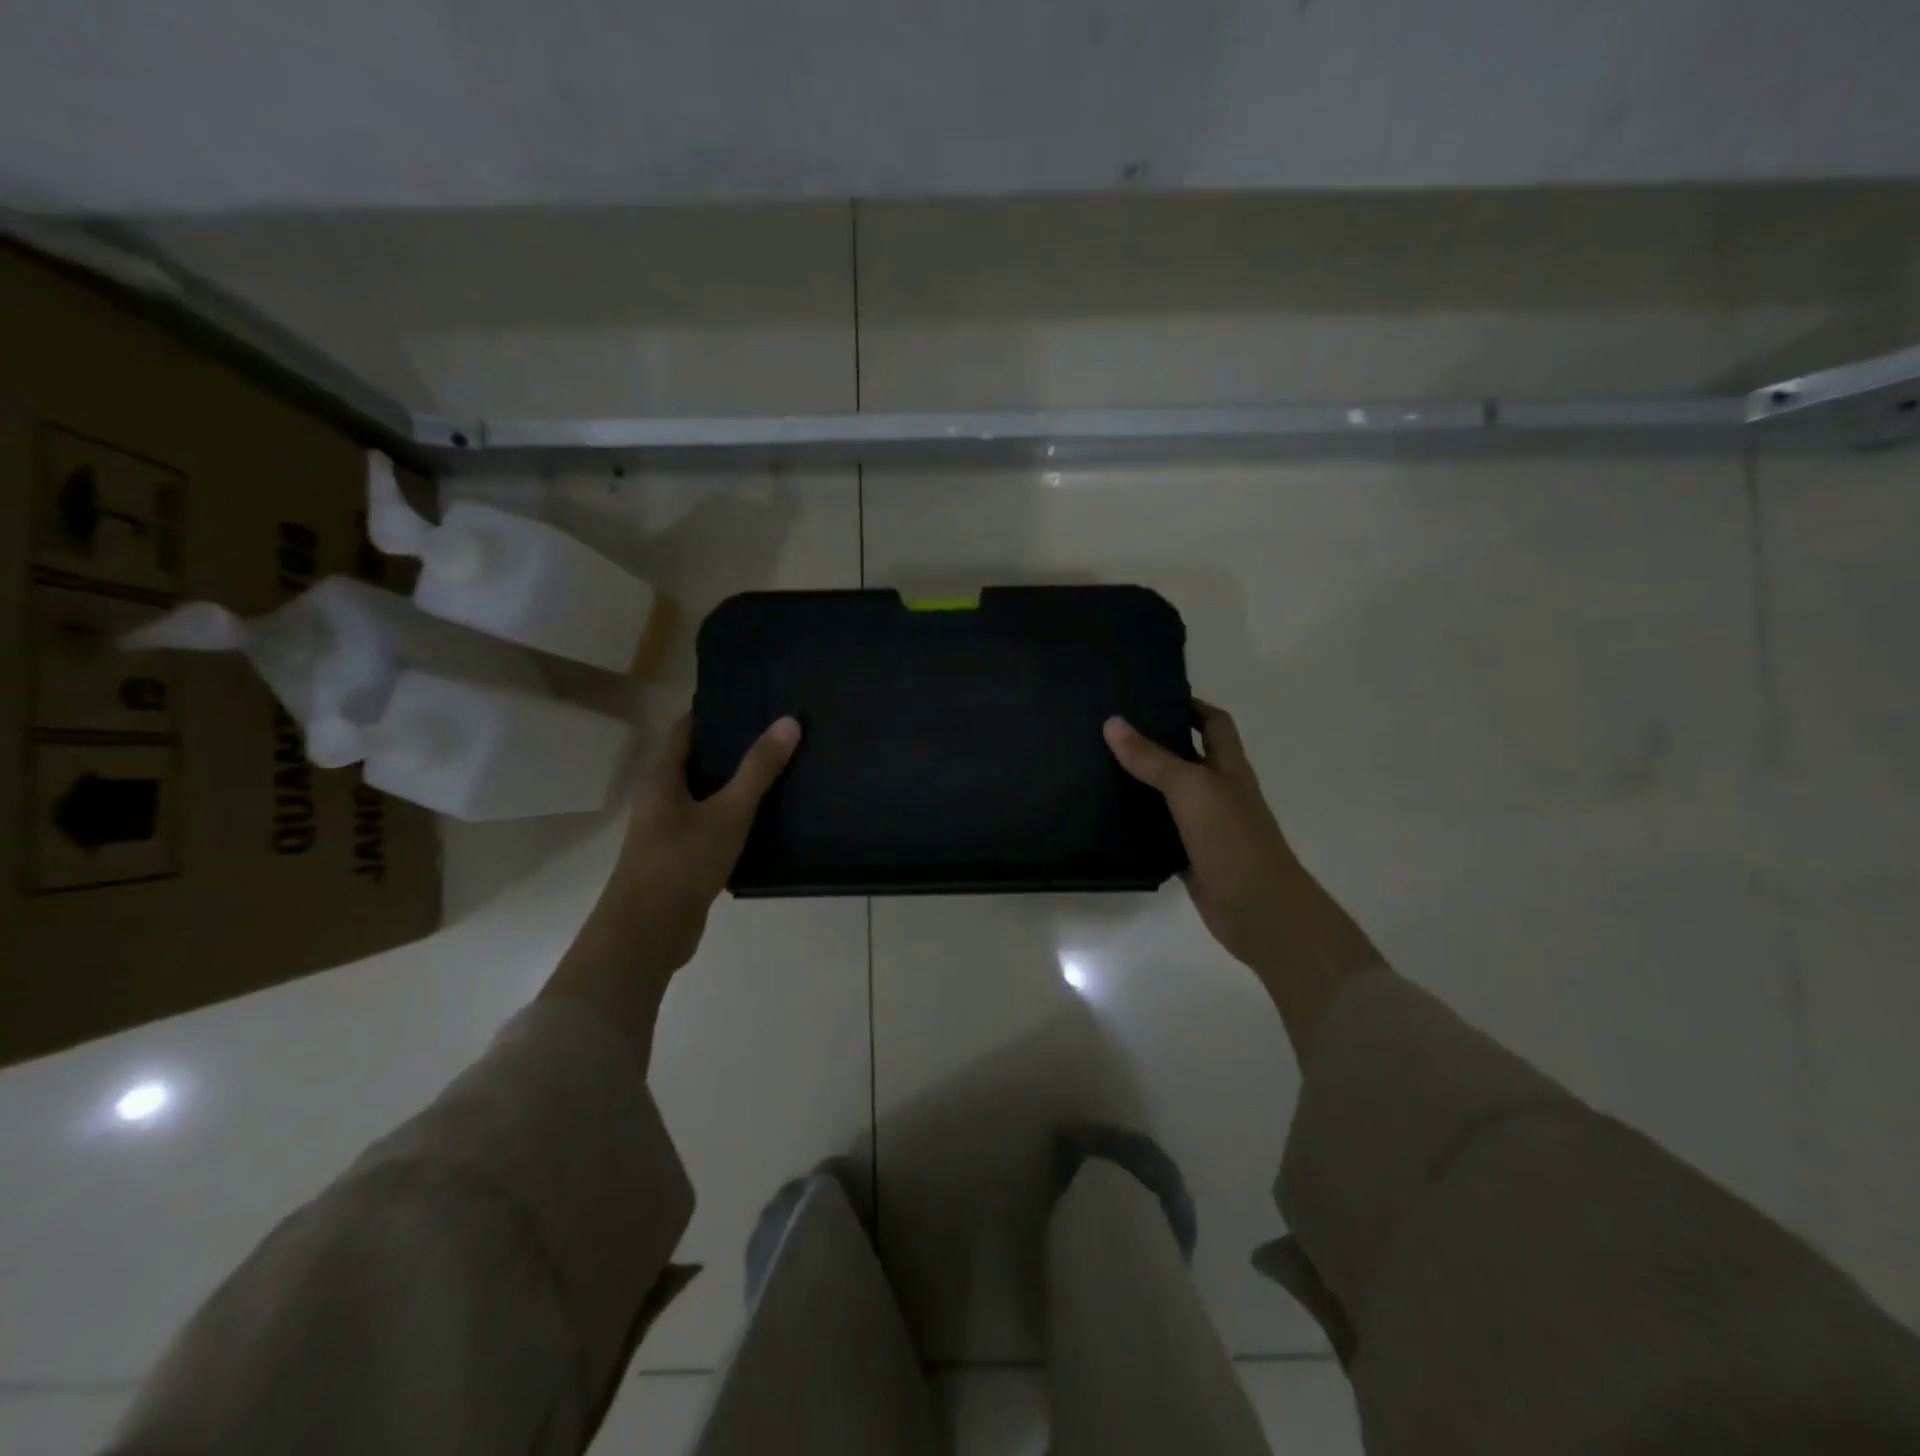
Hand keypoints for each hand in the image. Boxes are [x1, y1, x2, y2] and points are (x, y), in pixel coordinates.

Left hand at [542, 714, 799, 1053]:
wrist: (648, 933)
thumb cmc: (682, 862)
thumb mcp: (728, 812)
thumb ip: (759, 769)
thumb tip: (789, 722)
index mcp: (662, 778)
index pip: (688, 729)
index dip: (717, 713)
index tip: (754, 701)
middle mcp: (661, 799)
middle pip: (698, 761)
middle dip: (734, 747)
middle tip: (778, 733)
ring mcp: (669, 830)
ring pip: (707, 796)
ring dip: (737, 784)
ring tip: (781, 769)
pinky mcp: (682, 858)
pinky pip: (712, 825)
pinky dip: (736, 816)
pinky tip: (768, 817)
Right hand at [1102, 702, 1303, 971]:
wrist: (1259, 910)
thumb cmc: (1231, 838)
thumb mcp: (1191, 788)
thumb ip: (1152, 757)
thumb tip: (1112, 722)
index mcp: (1228, 766)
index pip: (1213, 722)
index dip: (1189, 704)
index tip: (1150, 694)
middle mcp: (1218, 791)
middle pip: (1187, 755)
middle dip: (1155, 741)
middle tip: (1110, 729)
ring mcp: (1205, 826)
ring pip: (1170, 795)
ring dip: (1142, 782)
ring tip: (1098, 766)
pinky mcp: (1190, 856)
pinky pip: (1160, 831)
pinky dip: (1139, 823)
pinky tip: (1108, 818)